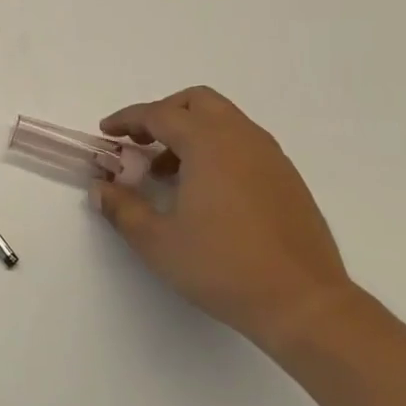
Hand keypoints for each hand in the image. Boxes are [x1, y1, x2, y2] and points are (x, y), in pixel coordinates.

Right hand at [93, 87, 355, 352]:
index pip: (159, 114)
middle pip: (197, 102)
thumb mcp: (157, 241)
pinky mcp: (287, 179)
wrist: (303, 303)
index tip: (105, 133)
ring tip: (167, 173)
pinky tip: (204, 191)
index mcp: (208, 144)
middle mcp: (242, 138)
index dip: (127, 120)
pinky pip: (244, 144)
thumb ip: (122, 208)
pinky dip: (216, 149)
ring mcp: (271, 157)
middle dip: (163, 114)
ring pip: (224, 121)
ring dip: (190, 132)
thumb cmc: (222, 267)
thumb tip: (101, 188)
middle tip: (139, 142)